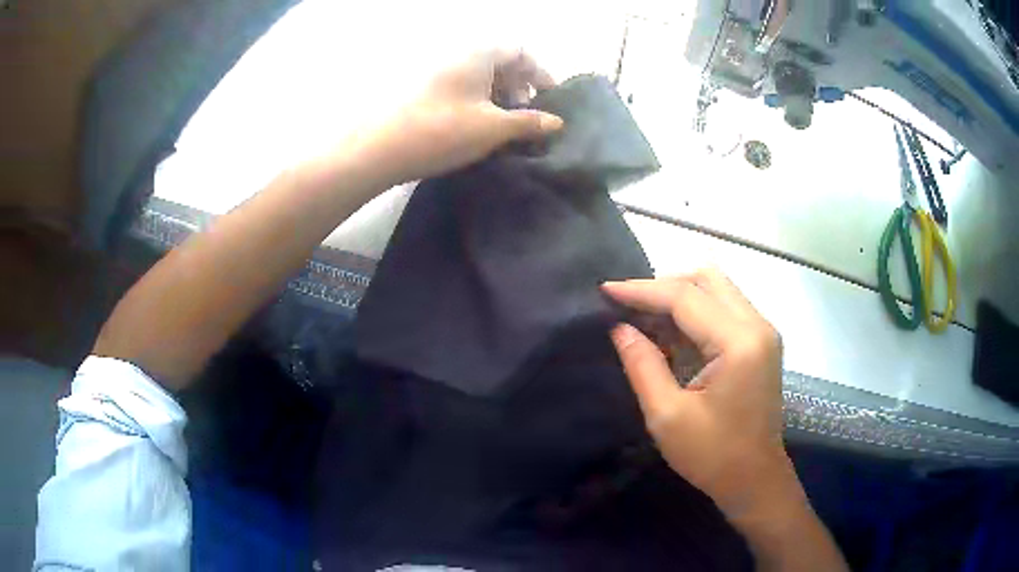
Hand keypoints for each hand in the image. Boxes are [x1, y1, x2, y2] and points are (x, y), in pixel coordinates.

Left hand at [367, 49, 563, 185]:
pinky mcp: (422, 91)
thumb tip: (556, 122)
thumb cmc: (443, 131)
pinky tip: (477, 130)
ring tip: (504, 128)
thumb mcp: (493, 128)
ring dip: (498, 98)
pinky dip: (477, 104)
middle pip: (499, 63)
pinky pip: (460, 89)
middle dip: (519, 87)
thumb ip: (529, 122)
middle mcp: (458, 55)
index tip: (551, 99)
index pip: (521, 52)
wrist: (379, 149)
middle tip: (527, 116)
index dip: (540, 74)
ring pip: (478, 78)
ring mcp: (436, 72)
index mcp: (479, 54)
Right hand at [601, 270, 795, 517]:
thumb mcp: (667, 416)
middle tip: (629, 305)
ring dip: (680, 297)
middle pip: (707, 280)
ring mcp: (763, 332)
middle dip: (664, 285)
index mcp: (739, 343)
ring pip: (717, 290)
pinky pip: (725, 309)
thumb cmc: (712, 456)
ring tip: (644, 317)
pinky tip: (670, 333)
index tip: (605, 289)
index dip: (642, 290)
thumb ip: (643, 365)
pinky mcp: (761, 343)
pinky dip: (695, 313)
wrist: (755, 480)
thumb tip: (620, 328)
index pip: (686, 297)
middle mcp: (758, 326)